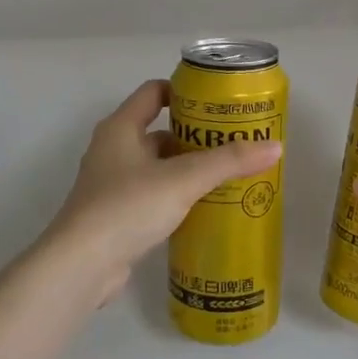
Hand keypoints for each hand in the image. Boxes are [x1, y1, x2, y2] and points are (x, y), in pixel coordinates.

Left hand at [44, 80, 282, 303]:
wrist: (82, 267)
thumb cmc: (127, 207)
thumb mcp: (183, 179)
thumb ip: (228, 162)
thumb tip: (275, 147)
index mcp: (121, 128)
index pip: (154, 92)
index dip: (184, 92)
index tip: (218, 103)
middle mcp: (113, 149)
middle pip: (159, 130)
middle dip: (195, 135)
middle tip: (233, 142)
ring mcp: (111, 184)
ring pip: (157, 166)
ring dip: (187, 168)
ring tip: (226, 175)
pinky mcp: (115, 215)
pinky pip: (152, 194)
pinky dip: (176, 195)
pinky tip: (203, 207)